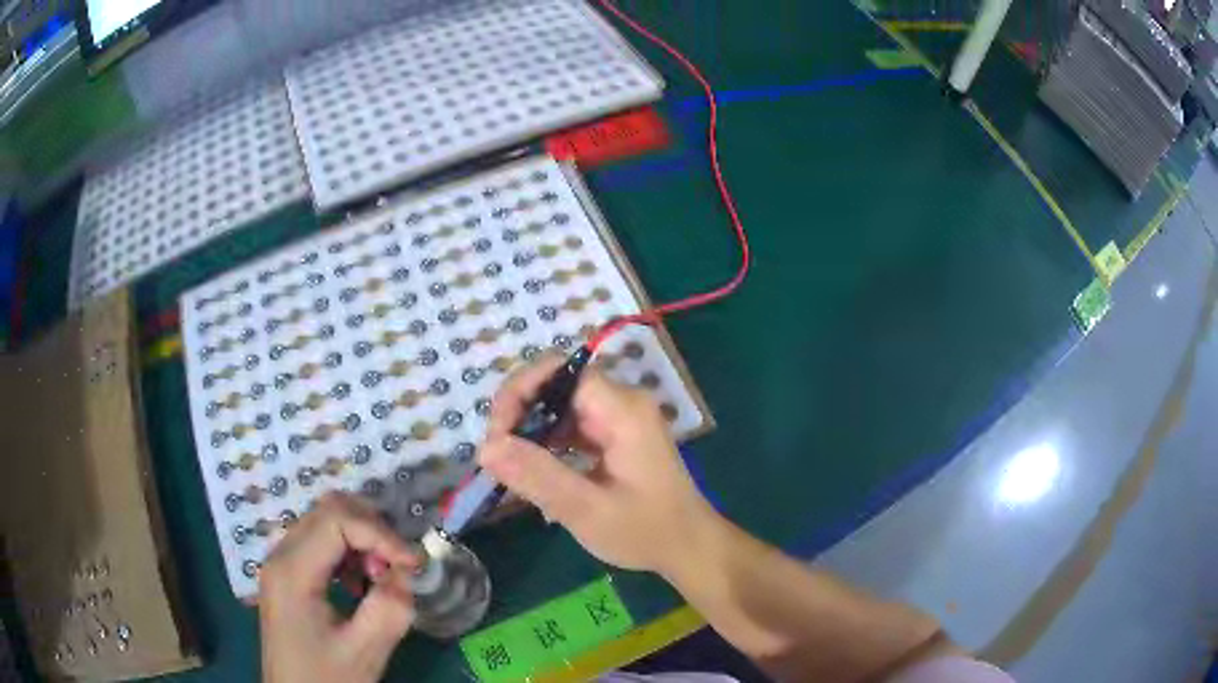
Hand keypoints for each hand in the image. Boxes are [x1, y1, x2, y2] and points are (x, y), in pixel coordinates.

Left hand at [259, 493, 417, 682]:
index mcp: (292, 571)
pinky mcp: (286, 576)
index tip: (413, 564)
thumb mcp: (364, 651)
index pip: (336, 520)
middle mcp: (280, 555)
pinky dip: (347, 552)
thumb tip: (408, 572)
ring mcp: (280, 563)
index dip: (380, 534)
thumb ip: (389, 608)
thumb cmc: (325, 678)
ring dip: (360, 539)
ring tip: (380, 577)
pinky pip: (319, 543)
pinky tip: (359, 584)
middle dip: (371, 529)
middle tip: (397, 566)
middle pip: (327, 510)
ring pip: (323, 522)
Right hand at [479, 354, 718, 574]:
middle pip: (556, 385)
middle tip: (497, 457)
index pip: (558, 372)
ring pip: (559, 406)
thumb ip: (537, 477)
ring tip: (510, 467)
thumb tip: (485, 447)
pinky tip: (533, 471)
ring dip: (529, 430)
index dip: (519, 393)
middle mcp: (621, 402)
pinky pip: (570, 426)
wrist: (689, 547)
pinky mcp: (615, 436)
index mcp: (622, 410)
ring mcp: (620, 418)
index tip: (496, 436)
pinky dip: (547, 443)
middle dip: (519, 413)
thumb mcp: (587, 510)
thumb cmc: (646, 532)